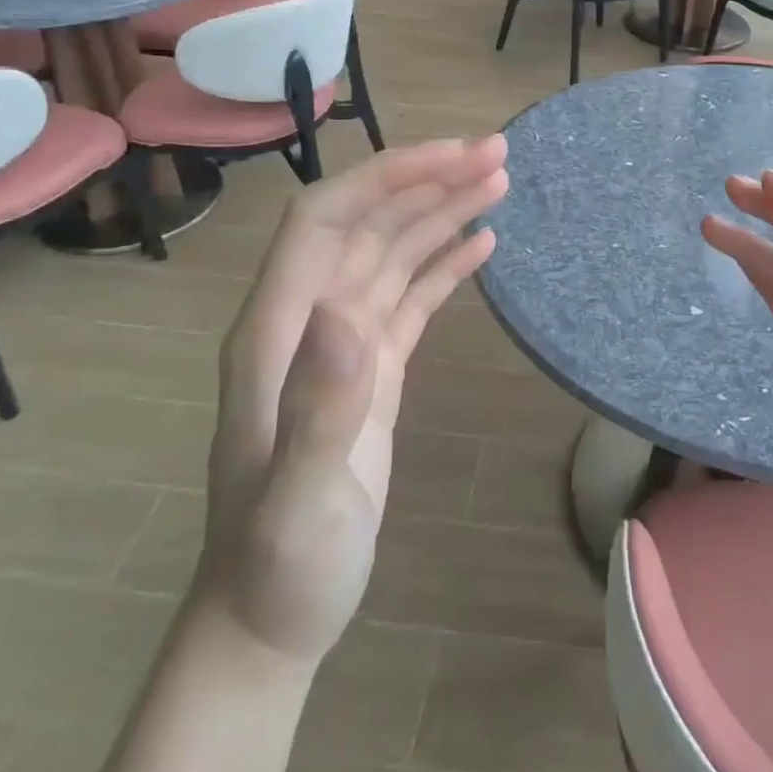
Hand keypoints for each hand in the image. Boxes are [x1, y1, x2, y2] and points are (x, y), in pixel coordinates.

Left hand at [195, 137, 506, 664]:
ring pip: (394, 251)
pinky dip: (446, 262)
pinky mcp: (373, 366)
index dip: (384, 176)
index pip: (325, 218)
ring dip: (443, 211)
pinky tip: (483, 242)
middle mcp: (308, 318)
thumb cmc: (280, 565)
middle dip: (428, 180)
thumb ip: (319, 407)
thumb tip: (347, 311)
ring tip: (499, 182)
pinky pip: (411, 294)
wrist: (273, 616)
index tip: (452, 156)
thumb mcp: (299, 498)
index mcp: (278, 329)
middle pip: (368, 221)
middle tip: (498, 155)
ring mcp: (342, 341)